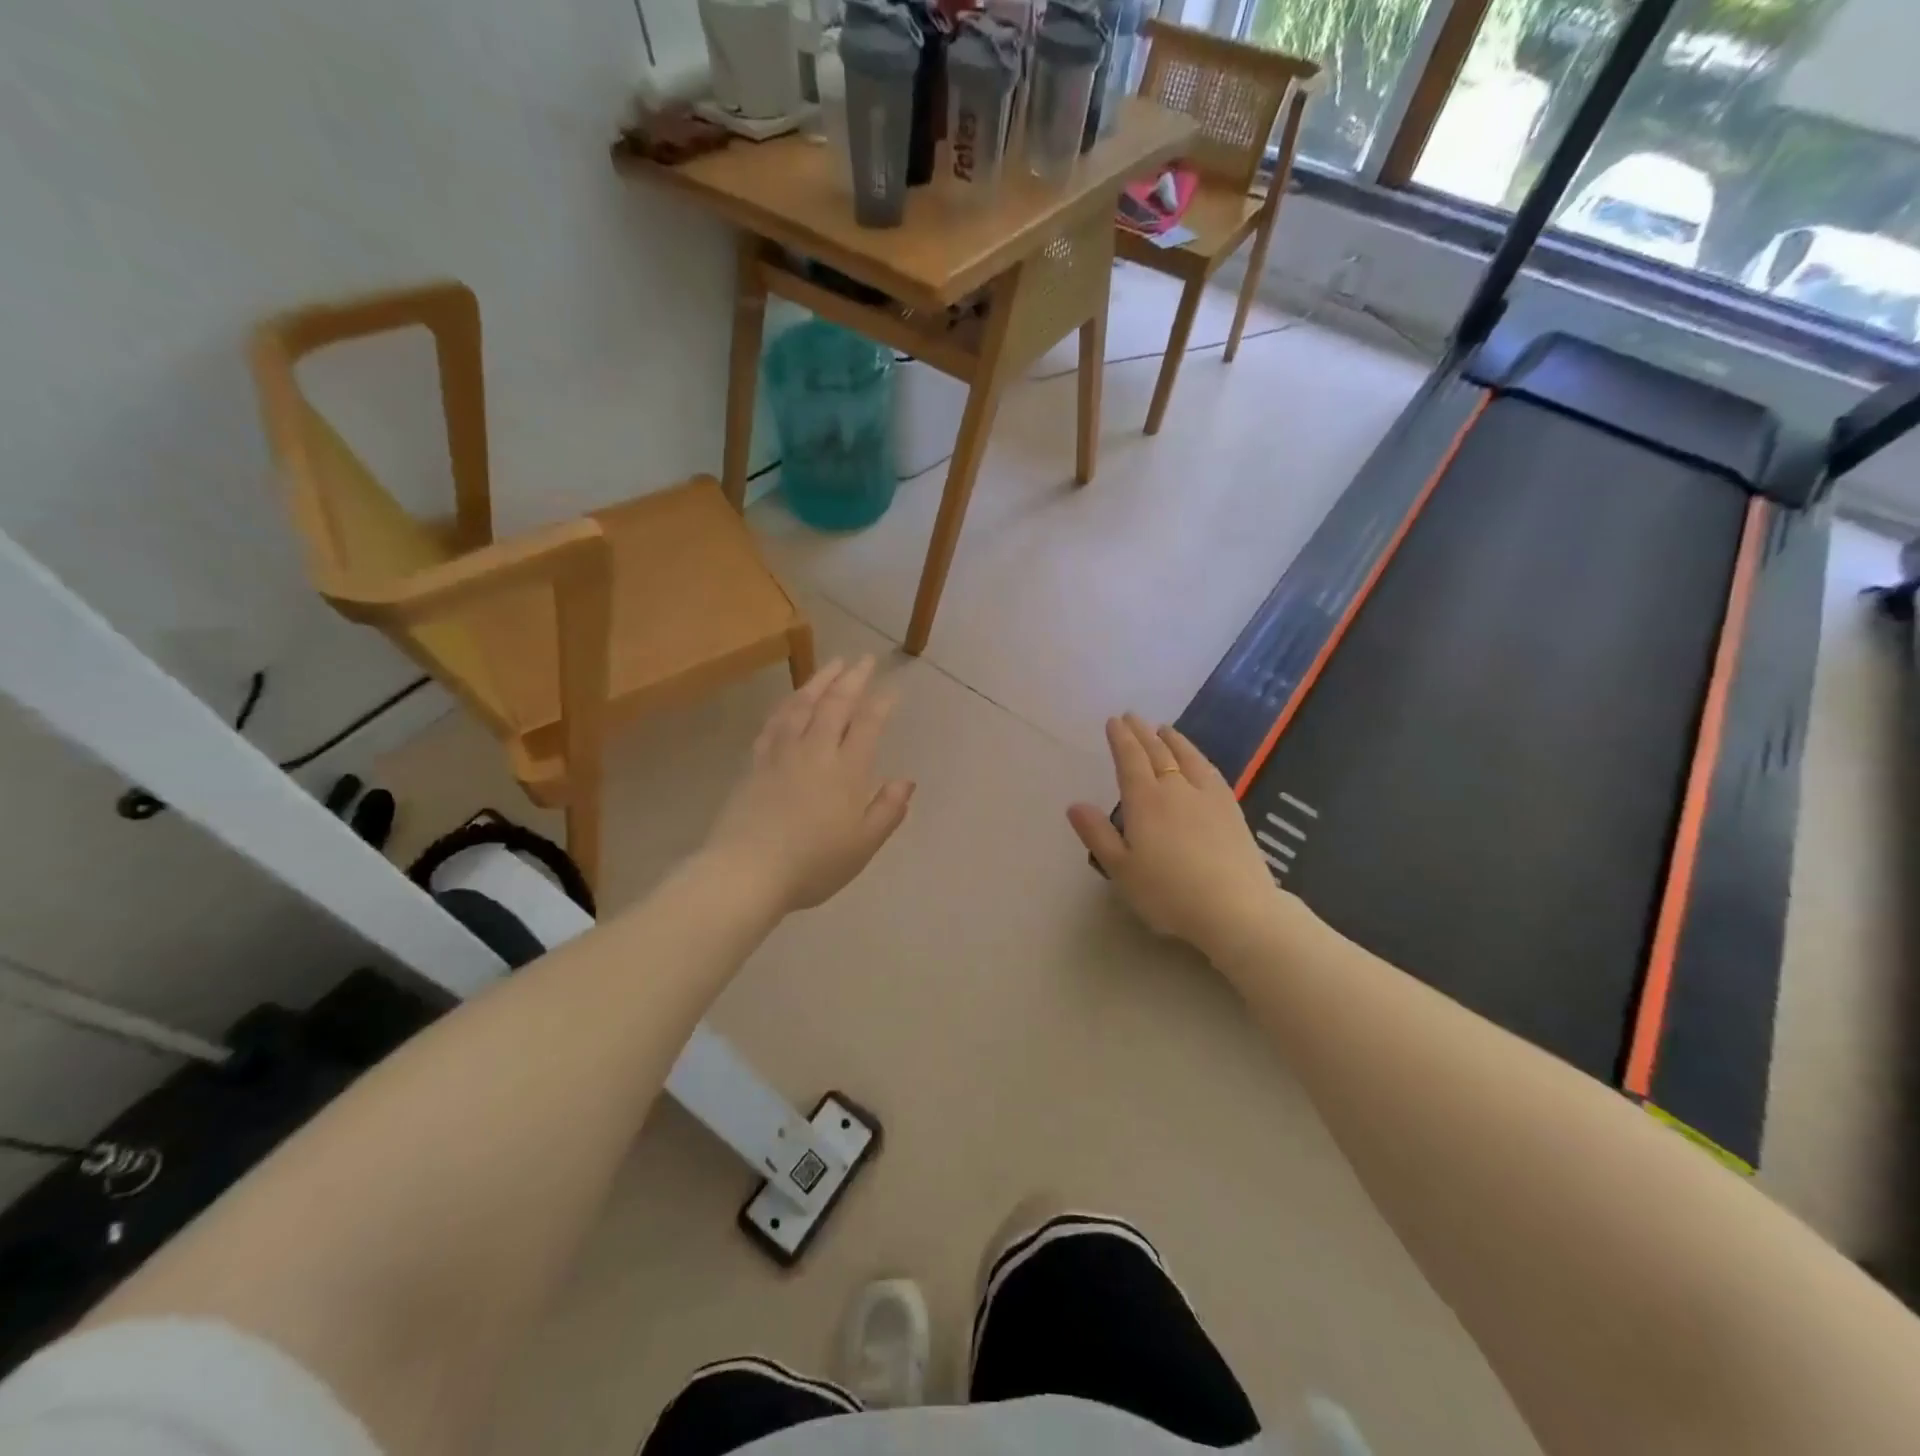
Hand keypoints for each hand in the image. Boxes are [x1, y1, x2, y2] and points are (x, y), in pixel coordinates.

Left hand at [704, 656, 915, 915]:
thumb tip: (906, 781)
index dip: (881, 703)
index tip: (892, 688)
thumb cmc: (813, 864)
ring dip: (819, 681)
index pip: (868, 725)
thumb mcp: (863, 846)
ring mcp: (782, 754)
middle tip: (864, 659)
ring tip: (832, 664)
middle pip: (835, 705)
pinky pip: (774, 723)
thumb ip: (887, 810)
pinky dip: (786, 705)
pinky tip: (791, 700)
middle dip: (852, 679)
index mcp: (847, 771)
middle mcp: (815, 752)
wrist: (747, 871)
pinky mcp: (756, 763)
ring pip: (802, 705)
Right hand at [1068, 715, 1284, 955]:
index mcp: (1145, 801)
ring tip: (1163, 728)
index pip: (1129, 760)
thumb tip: (1075, 804)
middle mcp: (1176, 788)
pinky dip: (1198, 756)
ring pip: (1187, 756)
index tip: (1114, 721)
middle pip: (1157, 752)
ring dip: (1172, 739)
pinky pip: (1210, 770)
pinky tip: (1198, 759)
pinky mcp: (1232, 808)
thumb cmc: (1169, 893)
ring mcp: (1208, 796)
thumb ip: (1097, 834)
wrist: (1235, 908)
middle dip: (1142, 732)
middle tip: (1132, 716)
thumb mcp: (1122, 869)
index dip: (1121, 739)